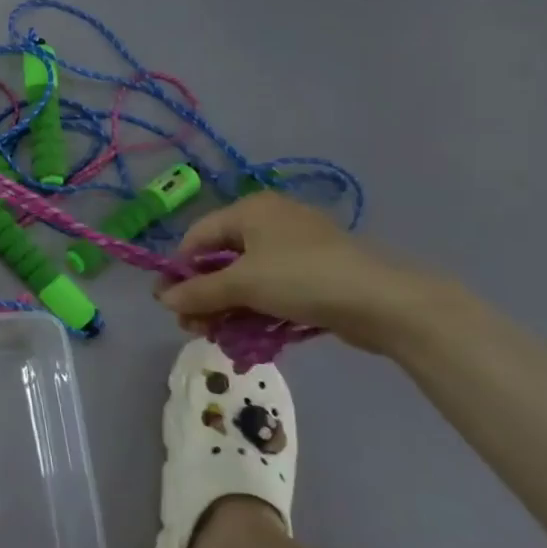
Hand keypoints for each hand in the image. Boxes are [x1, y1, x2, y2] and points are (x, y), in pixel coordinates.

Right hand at [155, 193, 438, 353]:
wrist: (384, 302)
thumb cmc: (302, 279)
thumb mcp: (242, 284)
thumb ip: (198, 292)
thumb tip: (162, 299)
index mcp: (250, 210)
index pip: (198, 237)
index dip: (179, 270)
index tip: (169, 303)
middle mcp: (269, 222)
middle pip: (220, 260)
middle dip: (203, 295)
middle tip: (192, 326)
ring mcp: (294, 249)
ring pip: (245, 279)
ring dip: (225, 308)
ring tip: (216, 336)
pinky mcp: (313, 275)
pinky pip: (270, 289)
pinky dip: (254, 310)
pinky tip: (245, 336)